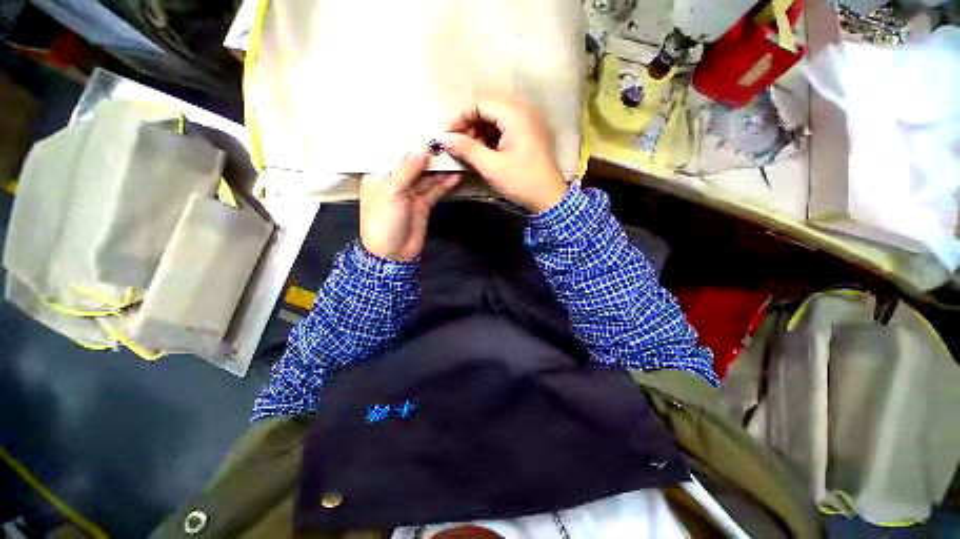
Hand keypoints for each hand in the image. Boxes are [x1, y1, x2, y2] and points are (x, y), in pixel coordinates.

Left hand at [359, 151, 459, 261]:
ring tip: (456, 158)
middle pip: (415, 165)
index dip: (412, 143)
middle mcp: (396, 182)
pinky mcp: (423, 205)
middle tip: (448, 144)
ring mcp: (411, 194)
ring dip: (440, 170)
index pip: (396, 154)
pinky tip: (455, 177)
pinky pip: (434, 191)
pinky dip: (444, 185)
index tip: (429, 131)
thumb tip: (422, 148)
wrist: (393, 254)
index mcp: (380, 176)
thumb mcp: (392, 192)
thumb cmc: (383, 221)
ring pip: (427, 178)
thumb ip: (407, 169)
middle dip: (430, 156)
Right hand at [440, 96, 567, 212]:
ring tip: (470, 150)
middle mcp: (523, 109)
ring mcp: (528, 120)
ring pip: (495, 116)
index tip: (447, 136)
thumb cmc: (521, 182)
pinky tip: (484, 151)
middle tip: (458, 144)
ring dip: (479, 130)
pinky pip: (504, 126)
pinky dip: (491, 136)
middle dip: (469, 124)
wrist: (549, 198)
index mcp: (515, 114)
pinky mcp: (529, 132)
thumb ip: (467, 149)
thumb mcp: (491, 167)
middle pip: (487, 106)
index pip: (479, 102)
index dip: (460, 117)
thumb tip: (443, 138)